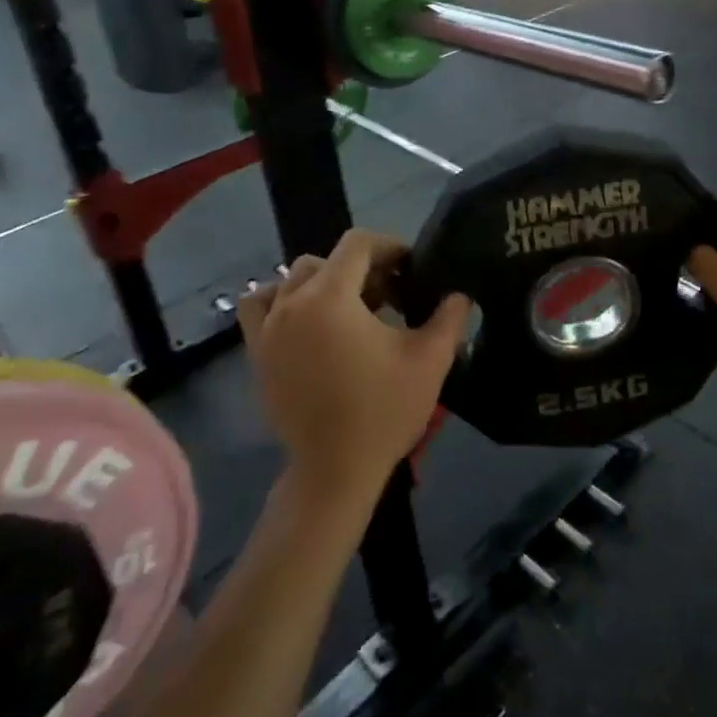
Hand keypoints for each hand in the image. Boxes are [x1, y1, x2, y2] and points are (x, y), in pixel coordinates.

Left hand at [239, 230, 470, 510]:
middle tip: (389, 294)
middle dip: (360, 268)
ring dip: (321, 282)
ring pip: (291, 280)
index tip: (411, 267)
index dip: (389, 246)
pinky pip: (260, 307)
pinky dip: (282, 301)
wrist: (334, 471)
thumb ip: (449, 317)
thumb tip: (458, 294)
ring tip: (348, 307)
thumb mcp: (430, 360)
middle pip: (325, 261)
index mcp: (330, 298)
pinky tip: (309, 323)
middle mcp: (291, 304)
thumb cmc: (383, 410)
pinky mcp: (258, 354)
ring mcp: (267, 329)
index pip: (357, 244)